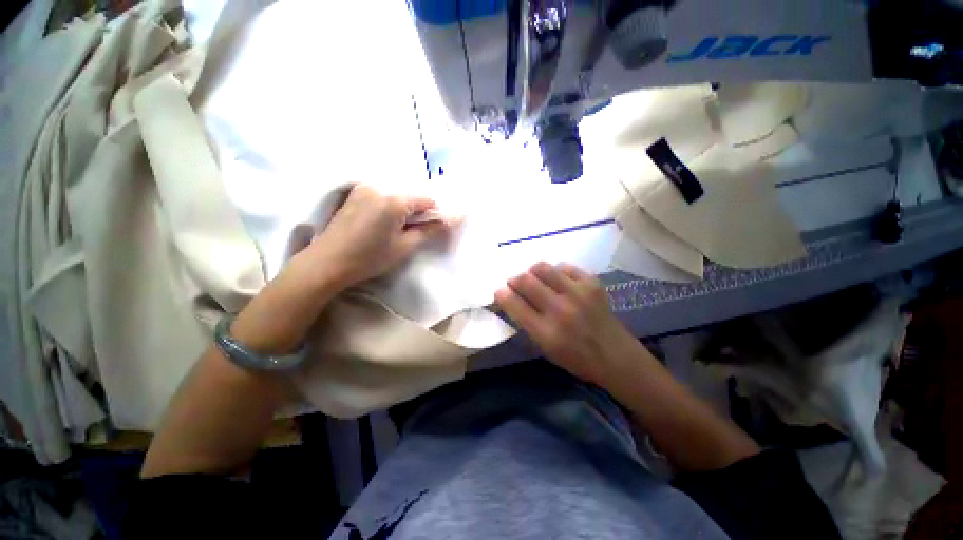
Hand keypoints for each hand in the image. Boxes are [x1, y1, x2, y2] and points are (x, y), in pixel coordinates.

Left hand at [304, 184, 450, 288]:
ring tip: (397, 229)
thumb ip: (429, 231)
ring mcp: (364, 189)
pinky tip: (383, 224)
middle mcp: (379, 187)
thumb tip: (449, 221)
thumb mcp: (404, 247)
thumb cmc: (369, 258)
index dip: (434, 213)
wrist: (327, 262)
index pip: (426, 199)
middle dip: (418, 212)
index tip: (434, 228)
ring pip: (396, 196)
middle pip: (410, 196)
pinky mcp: (354, 194)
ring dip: (403, 210)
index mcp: (394, 201)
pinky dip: (389, 207)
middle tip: (414, 231)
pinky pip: (382, 196)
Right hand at [495, 262, 635, 384]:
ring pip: (542, 267)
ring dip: (532, 272)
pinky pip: (564, 267)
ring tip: (536, 280)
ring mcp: (578, 293)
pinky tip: (558, 281)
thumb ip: (527, 323)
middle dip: (514, 280)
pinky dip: (556, 272)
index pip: (514, 304)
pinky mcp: (591, 283)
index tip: (499, 291)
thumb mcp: (545, 349)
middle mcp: (560, 310)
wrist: (616, 356)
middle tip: (515, 284)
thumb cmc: (576, 358)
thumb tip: (511, 299)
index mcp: (546, 332)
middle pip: (525, 281)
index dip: (501, 294)